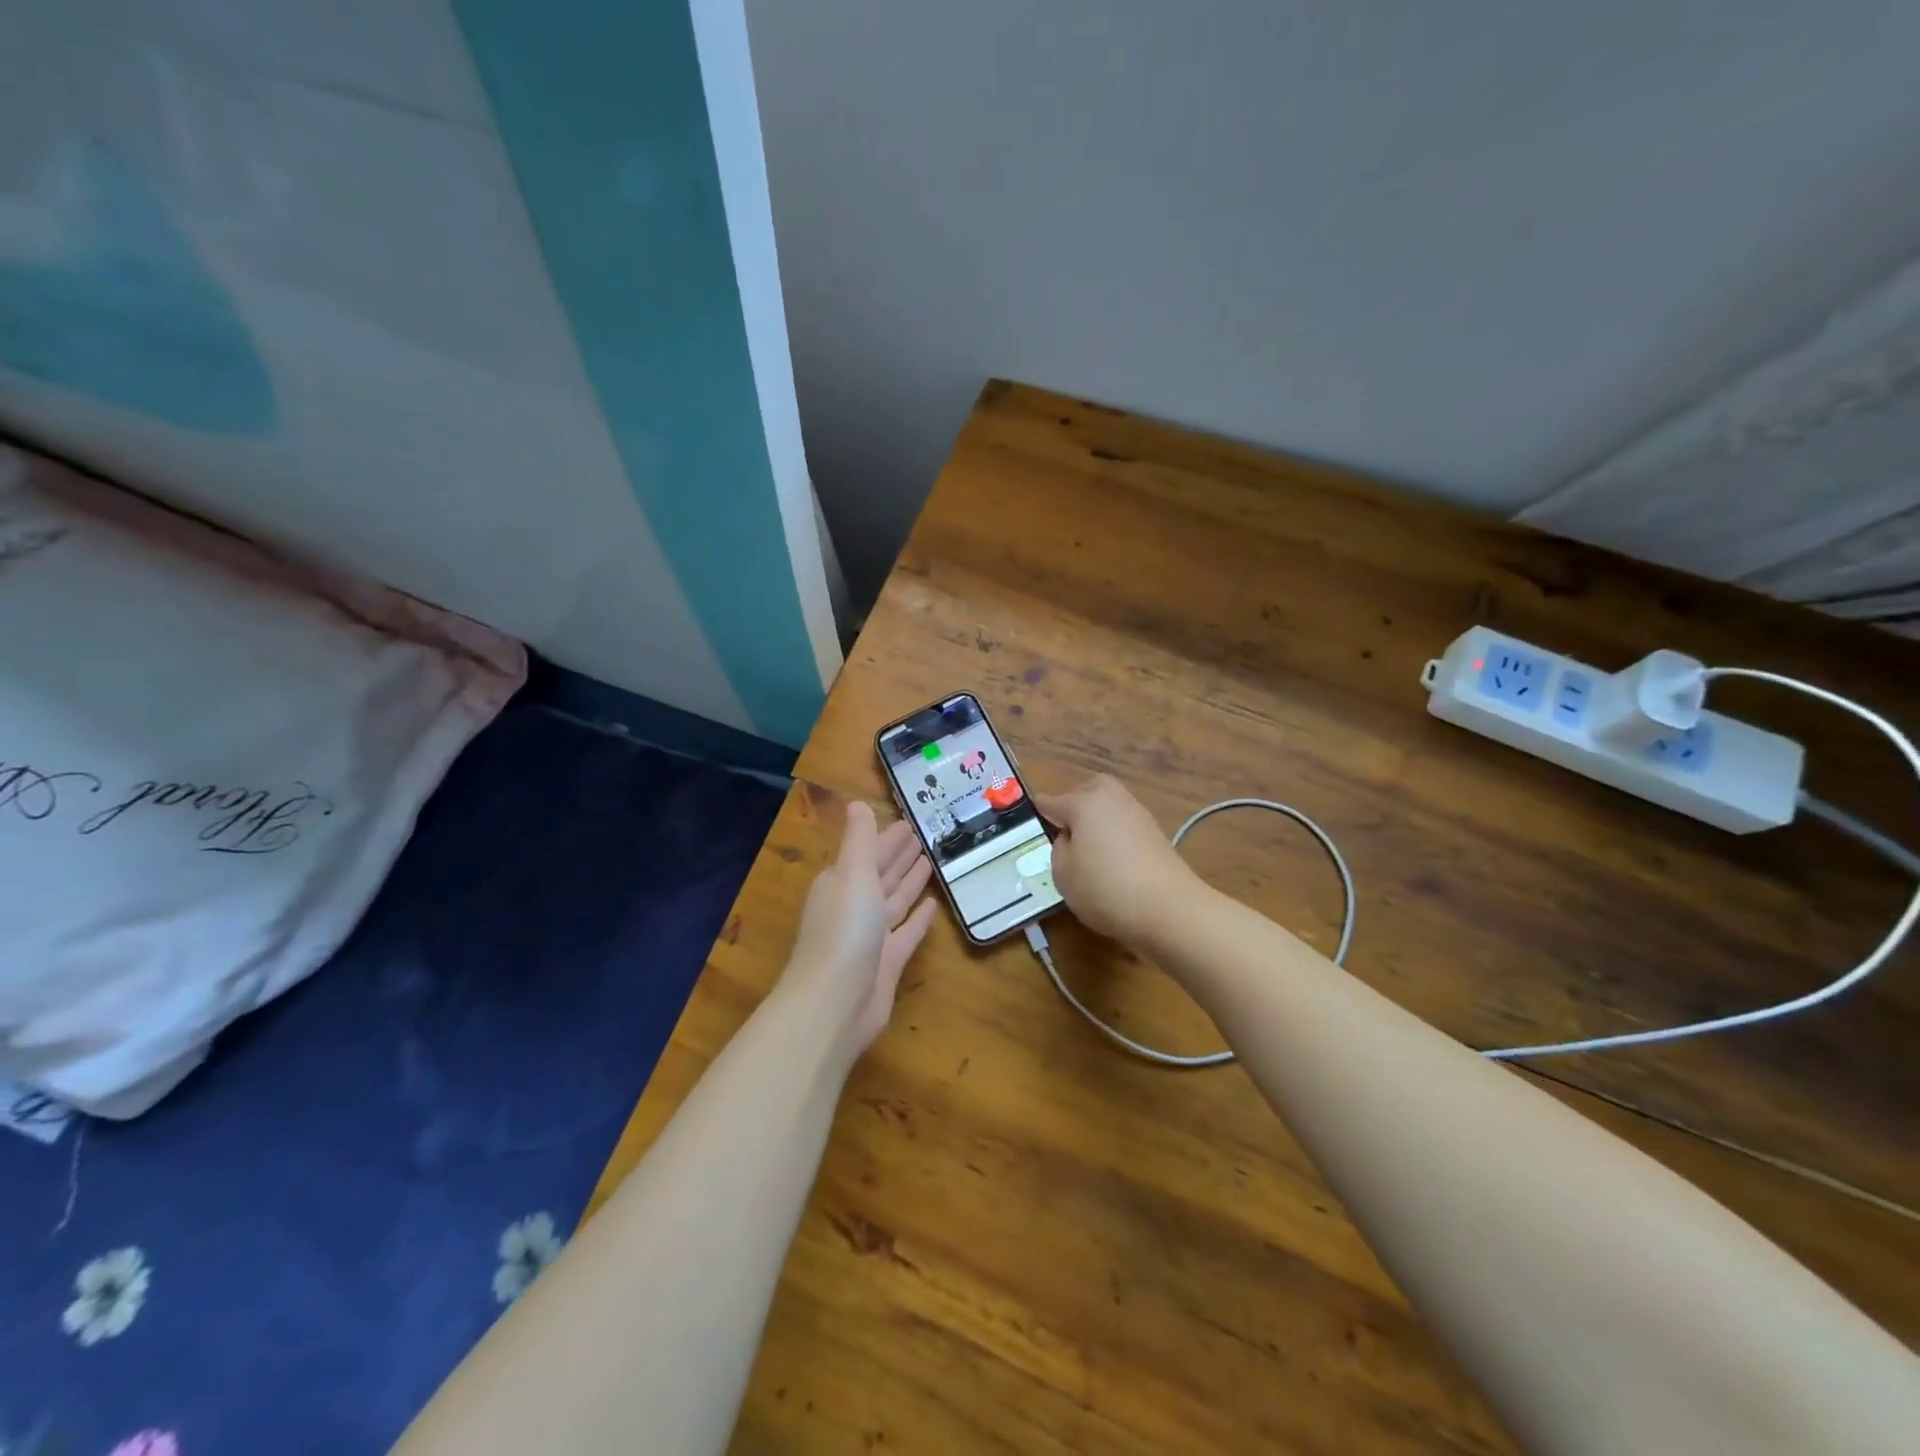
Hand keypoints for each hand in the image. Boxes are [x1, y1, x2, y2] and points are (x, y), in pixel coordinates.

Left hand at [782, 801, 937, 1056]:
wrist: (834, 1003)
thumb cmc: (843, 930)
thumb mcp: (852, 874)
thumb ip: (860, 840)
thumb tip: (856, 803)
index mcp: (840, 883)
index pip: (868, 852)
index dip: (887, 837)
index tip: (909, 822)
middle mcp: (853, 907)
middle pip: (880, 875)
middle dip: (899, 856)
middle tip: (925, 836)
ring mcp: (870, 937)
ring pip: (894, 902)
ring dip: (910, 882)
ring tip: (931, 862)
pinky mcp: (887, 963)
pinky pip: (906, 933)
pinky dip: (918, 919)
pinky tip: (934, 906)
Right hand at [1036, 774, 1204, 944]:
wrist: (1170, 909)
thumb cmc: (1105, 888)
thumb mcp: (1063, 873)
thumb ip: (1059, 849)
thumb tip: (1070, 838)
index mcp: (1084, 802)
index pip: (1052, 802)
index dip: (1039, 812)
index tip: (1030, 819)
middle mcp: (1113, 800)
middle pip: (1088, 791)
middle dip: (1074, 804)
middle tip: (1064, 832)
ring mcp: (1139, 816)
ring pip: (1109, 808)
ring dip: (1097, 822)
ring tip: (1087, 852)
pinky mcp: (1156, 836)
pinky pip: (1125, 827)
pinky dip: (1115, 837)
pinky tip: (1111, 863)